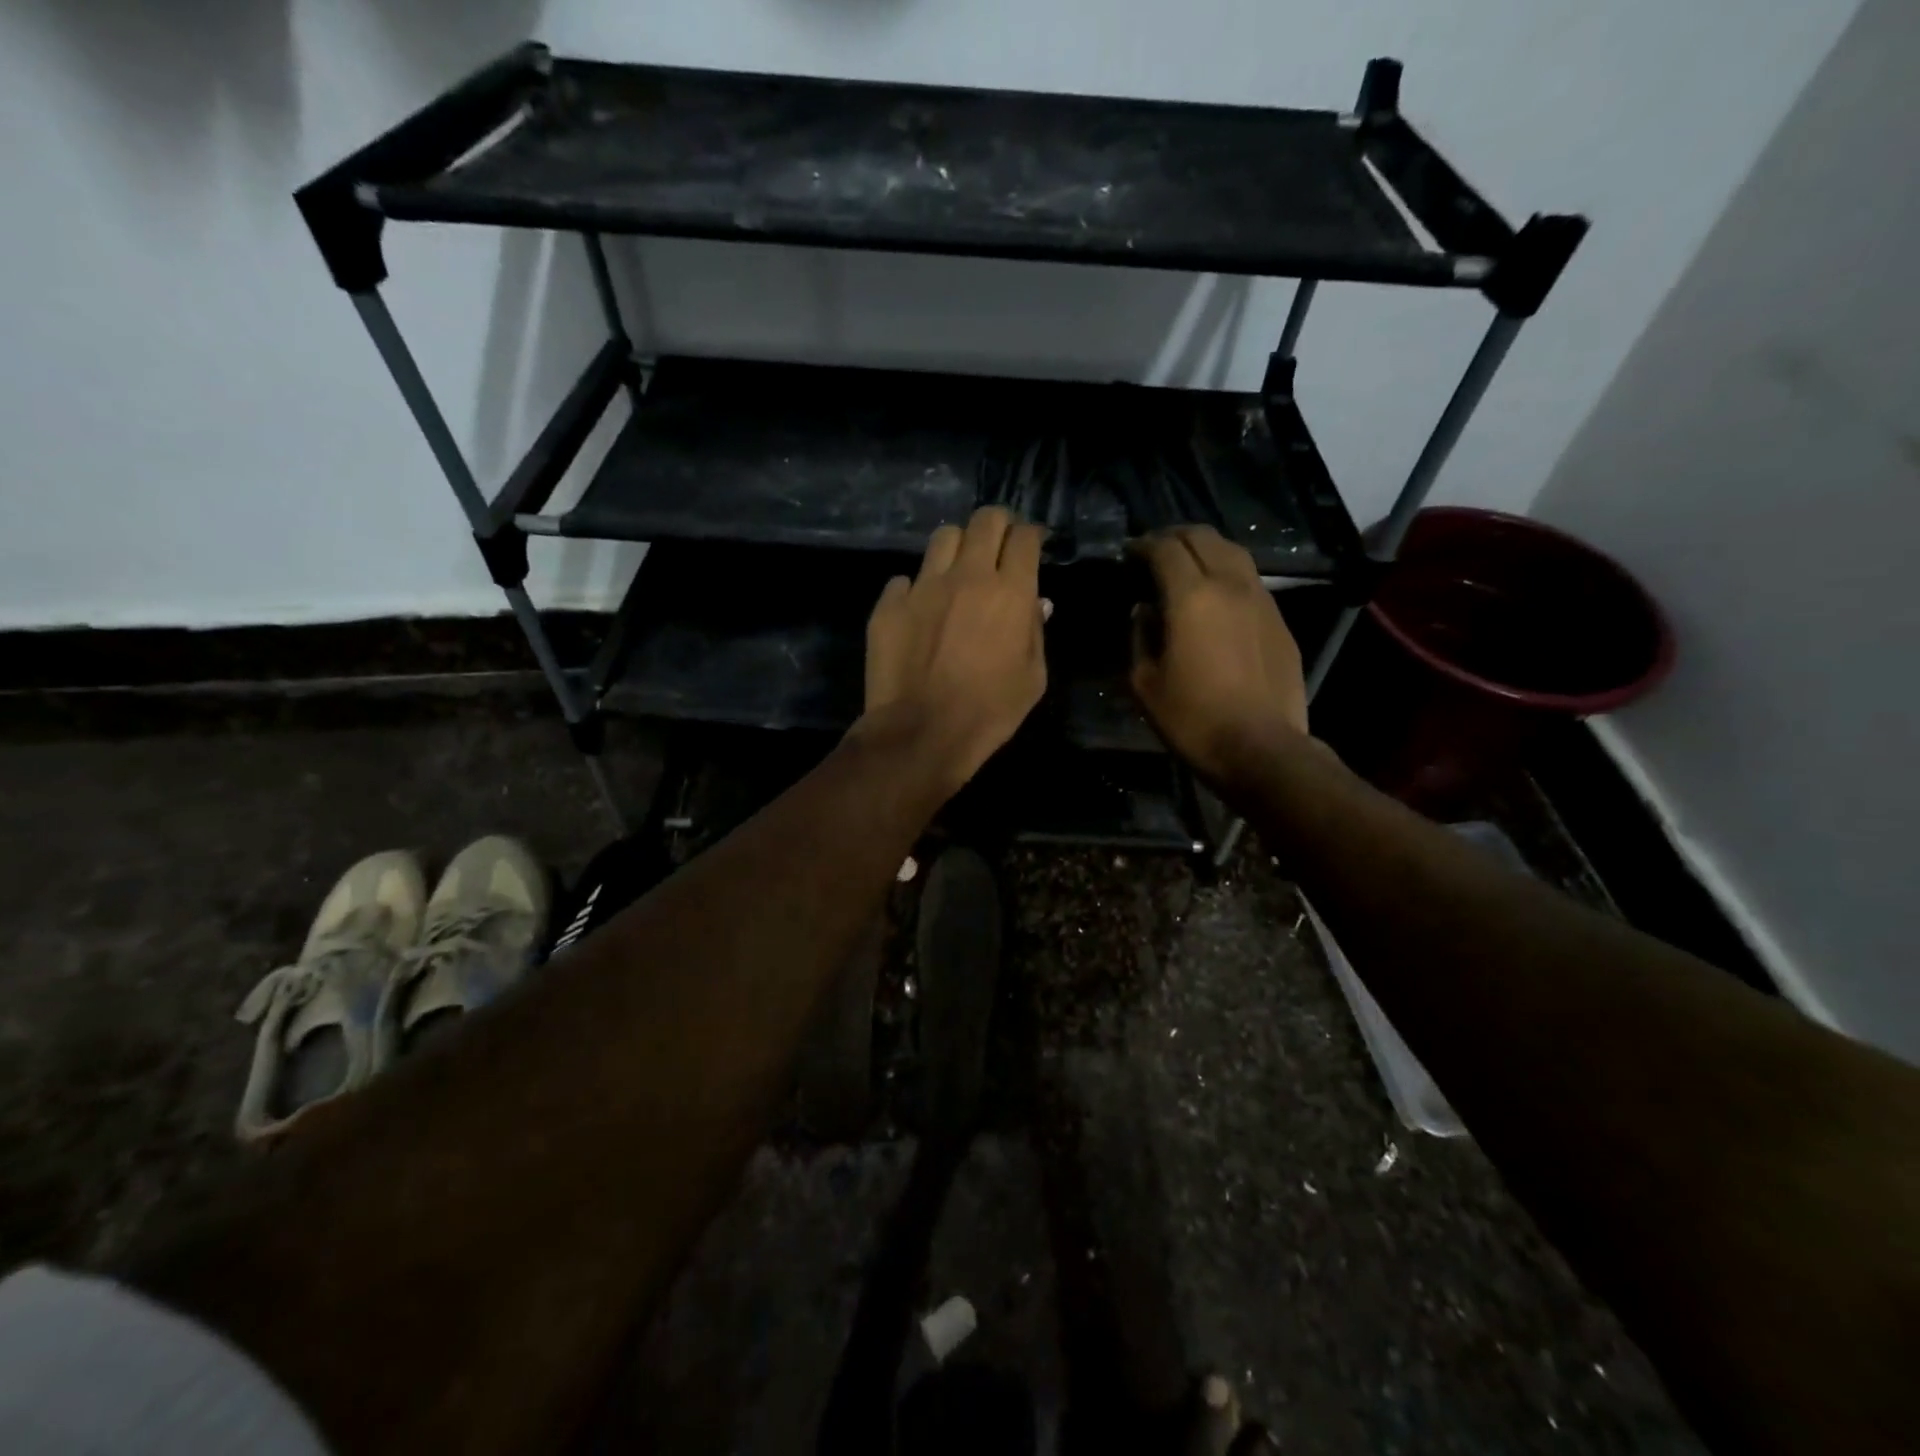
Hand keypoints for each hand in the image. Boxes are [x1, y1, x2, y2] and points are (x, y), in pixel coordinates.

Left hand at [862, 507, 1048, 791]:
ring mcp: (924, 586)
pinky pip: (905, 579)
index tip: (1030, 546)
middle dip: (998, 525)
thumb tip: (1036, 604)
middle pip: (985, 520)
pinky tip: (919, 610)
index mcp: (1011, 593)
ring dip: (957, 547)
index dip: (1030, 536)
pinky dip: (916, 588)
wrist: (922, 733)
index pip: (1025, 538)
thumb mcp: (1032, 679)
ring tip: (957, 569)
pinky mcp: (890, 604)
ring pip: (943, 537)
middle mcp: (968, 576)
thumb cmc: (989, 712)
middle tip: (998, 545)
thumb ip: (1036, 632)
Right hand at [1129, 526, 1310, 785]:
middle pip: (1203, 537)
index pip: (1165, 548)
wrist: (1260, 748)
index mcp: (1191, 597)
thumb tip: (1143, 610)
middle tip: (1154, 553)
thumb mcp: (1145, 682)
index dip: (1143, 545)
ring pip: (1233, 552)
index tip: (1128, 554)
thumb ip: (1139, 636)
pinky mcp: (1279, 620)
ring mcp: (1261, 600)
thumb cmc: (1192, 719)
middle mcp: (1230, 585)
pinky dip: (1227, 575)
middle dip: (1174, 537)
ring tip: (1186, 567)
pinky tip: (1216, 598)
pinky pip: (1250, 580)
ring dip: (1205, 550)